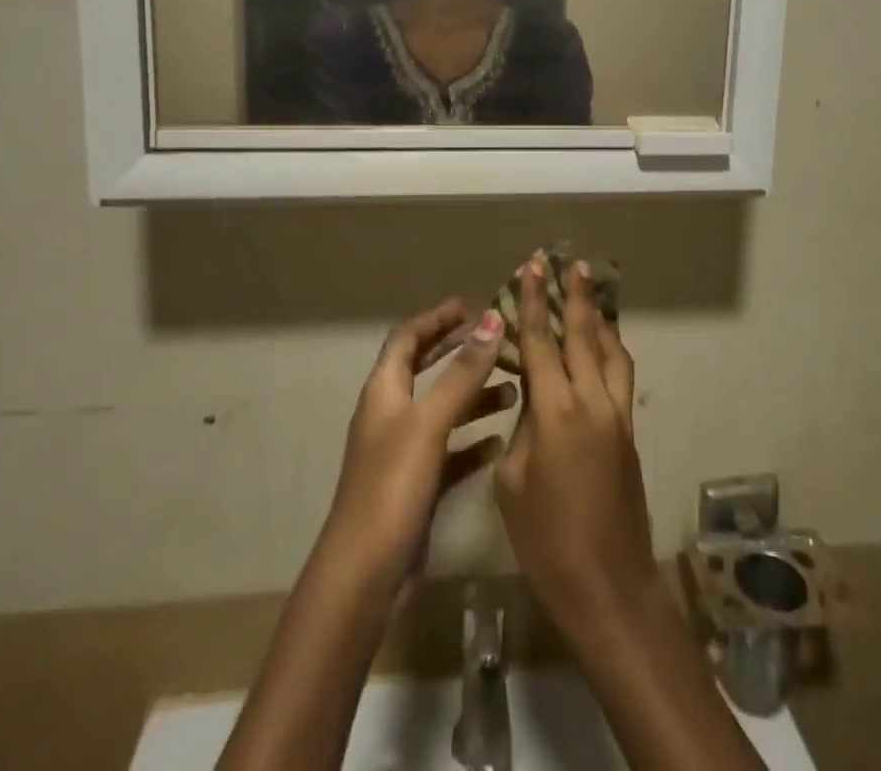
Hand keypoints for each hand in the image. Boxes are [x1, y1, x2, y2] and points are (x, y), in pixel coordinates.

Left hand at [322, 300, 514, 589]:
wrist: (366, 576)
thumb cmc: (393, 486)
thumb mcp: (430, 422)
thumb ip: (462, 373)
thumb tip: (490, 320)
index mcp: (384, 391)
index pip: (406, 338)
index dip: (436, 319)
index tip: (470, 305)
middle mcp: (391, 415)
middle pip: (424, 369)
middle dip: (457, 351)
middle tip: (496, 340)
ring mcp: (402, 452)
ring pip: (442, 410)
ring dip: (473, 395)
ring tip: (514, 388)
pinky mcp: (417, 485)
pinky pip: (449, 451)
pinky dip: (472, 440)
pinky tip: (500, 440)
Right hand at [496, 257, 659, 630]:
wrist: (609, 585)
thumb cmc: (547, 541)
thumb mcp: (513, 483)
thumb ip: (522, 430)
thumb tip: (534, 402)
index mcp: (557, 412)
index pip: (542, 342)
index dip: (534, 302)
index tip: (533, 267)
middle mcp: (593, 402)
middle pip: (584, 335)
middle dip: (575, 296)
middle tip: (570, 263)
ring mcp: (617, 415)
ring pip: (612, 350)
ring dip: (600, 318)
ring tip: (590, 292)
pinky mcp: (629, 432)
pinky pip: (621, 375)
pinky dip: (611, 349)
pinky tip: (603, 346)